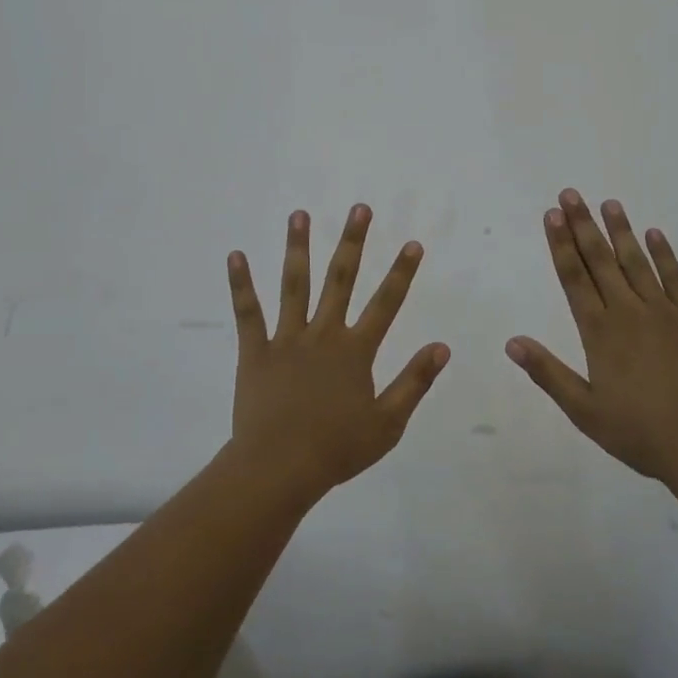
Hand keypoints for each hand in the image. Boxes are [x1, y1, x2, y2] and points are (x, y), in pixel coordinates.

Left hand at [225, 203, 449, 505]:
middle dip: (353, 242)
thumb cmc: (336, 449)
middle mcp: (323, 334)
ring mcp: (287, 339)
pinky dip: (241, 284)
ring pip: (294, 284)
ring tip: (300, 214)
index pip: (386, 303)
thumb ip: (414, 381)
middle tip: (359, 208)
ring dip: (298, 248)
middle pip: (341, 279)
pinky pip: (248, 313)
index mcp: (355, 351)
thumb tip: (442, 346)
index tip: (412, 243)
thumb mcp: (388, 423)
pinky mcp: (255, 351)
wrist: (279, 469)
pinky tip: (235, 255)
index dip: (401, 273)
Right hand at [507, 189, 677, 489]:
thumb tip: (512, 342)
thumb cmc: (642, 434)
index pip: (574, 278)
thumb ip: (548, 373)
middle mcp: (629, 312)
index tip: (552, 215)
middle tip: (571, 194)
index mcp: (600, 333)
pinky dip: (664, 254)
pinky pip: (676, 278)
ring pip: (636, 262)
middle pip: (601, 260)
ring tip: (608, 203)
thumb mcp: (585, 411)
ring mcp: (665, 312)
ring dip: (620, 231)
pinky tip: (654, 234)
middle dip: (583, 226)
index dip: (561, 245)